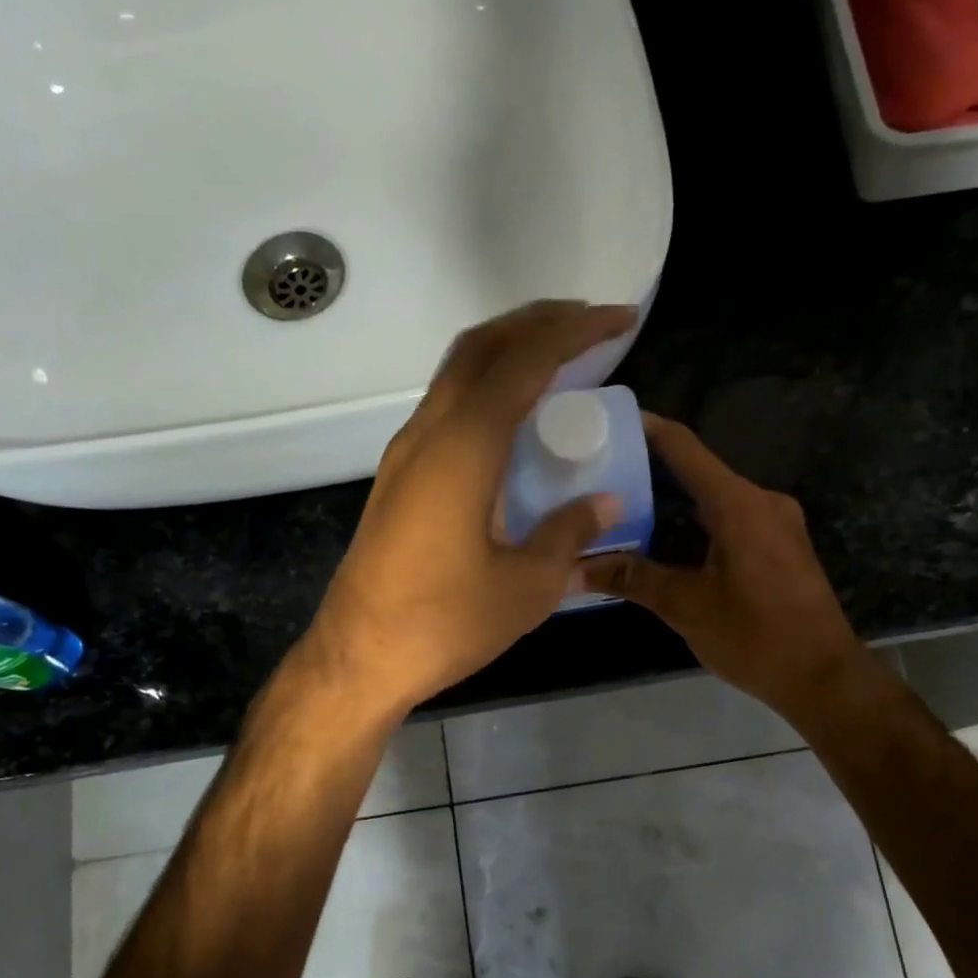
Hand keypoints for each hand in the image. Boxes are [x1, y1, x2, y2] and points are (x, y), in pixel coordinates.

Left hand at [308, 301, 637, 713]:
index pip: (524, 362)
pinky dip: (485, 389)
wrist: (359, 658)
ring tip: (556, 361)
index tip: (618, 319)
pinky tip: (513, 420)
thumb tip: (607, 504)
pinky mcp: (397, 479)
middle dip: (537, 323)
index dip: (575, 332)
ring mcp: (405, 454)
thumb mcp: (526, 587)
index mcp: (464, 448)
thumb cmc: (445, 623)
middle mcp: (428, 434)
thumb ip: (569, 535)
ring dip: (507, 352)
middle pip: (481, 347)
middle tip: (588, 325)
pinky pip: (446, 408)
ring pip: (456, 373)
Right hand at [581, 413, 867, 721]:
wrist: (823, 677)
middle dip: (649, 472)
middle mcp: (761, 500)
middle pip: (698, 471)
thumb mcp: (686, 607)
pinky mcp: (781, 545)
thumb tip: (573, 568)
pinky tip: (665, 542)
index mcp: (738, 504)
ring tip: (622, 510)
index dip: (645, 429)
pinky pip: (731, 519)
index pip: (684, 447)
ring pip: (714, 498)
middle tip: (600, 478)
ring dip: (672, 501)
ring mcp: (777, 522)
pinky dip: (695, 522)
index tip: (606, 422)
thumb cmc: (755, 637)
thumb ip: (632, 578)